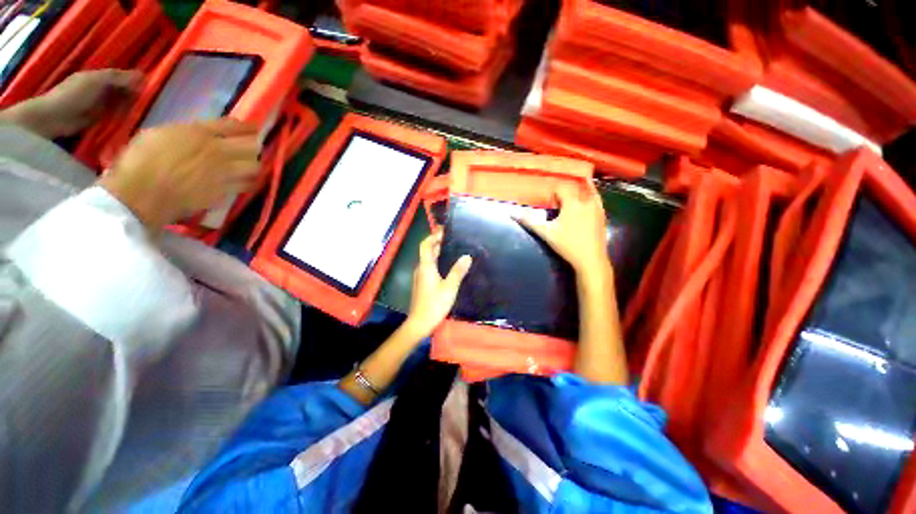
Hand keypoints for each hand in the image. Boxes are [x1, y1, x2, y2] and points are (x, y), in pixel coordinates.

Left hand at [6, 69, 140, 137]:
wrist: (53, 118)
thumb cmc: (73, 95)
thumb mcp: (96, 81)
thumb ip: (117, 78)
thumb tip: (142, 77)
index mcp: (99, 77)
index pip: (122, 76)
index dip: (135, 80)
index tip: (152, 86)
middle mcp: (101, 89)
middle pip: (123, 90)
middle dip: (136, 94)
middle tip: (152, 101)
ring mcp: (100, 105)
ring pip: (122, 103)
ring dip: (132, 106)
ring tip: (147, 111)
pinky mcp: (100, 120)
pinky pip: (116, 116)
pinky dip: (125, 118)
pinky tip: (135, 120)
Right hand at [99, 119, 260, 233]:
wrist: (142, 193)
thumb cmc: (140, 160)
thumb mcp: (160, 134)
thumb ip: (186, 133)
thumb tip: (200, 134)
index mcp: (199, 132)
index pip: (233, 126)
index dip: (247, 127)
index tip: (253, 128)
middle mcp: (217, 151)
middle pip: (252, 146)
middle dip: (254, 145)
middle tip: (251, 148)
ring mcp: (224, 173)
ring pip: (254, 166)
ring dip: (253, 164)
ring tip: (249, 165)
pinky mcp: (224, 191)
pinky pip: (245, 185)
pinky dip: (248, 182)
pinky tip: (245, 181)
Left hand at [404, 230, 472, 337]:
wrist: (420, 322)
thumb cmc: (435, 304)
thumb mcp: (450, 287)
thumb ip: (458, 271)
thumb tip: (467, 256)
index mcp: (426, 266)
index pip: (426, 245)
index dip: (433, 235)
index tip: (444, 230)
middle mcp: (421, 268)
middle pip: (427, 250)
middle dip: (437, 242)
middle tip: (452, 237)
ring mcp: (420, 276)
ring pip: (428, 259)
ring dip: (438, 251)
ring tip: (452, 247)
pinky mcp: (422, 283)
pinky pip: (429, 266)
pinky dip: (437, 260)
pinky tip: (448, 264)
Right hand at [517, 181, 611, 275]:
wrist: (591, 259)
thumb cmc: (567, 245)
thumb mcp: (546, 233)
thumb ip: (530, 221)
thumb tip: (513, 213)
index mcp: (573, 202)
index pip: (562, 187)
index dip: (553, 193)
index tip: (548, 203)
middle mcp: (587, 201)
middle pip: (575, 187)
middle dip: (564, 191)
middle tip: (557, 202)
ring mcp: (598, 207)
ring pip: (588, 191)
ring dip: (578, 191)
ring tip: (570, 199)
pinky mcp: (603, 215)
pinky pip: (596, 198)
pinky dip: (590, 196)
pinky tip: (584, 204)